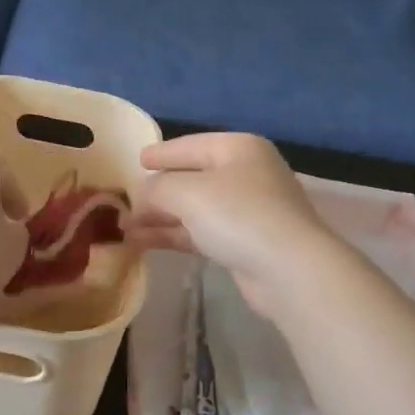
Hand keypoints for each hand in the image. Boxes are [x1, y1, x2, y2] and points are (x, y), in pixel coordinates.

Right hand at [126, 133, 339, 314]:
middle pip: (193, 177)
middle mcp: (246, 173)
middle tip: (125, 201)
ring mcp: (249, 210)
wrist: (289, 269)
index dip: (162, 153)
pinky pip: (203, 232)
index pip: (190, 145)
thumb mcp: (187, 192)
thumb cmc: (238, 215)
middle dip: (157, 192)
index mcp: (238, 148)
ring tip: (125, 228)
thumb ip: (158, 187)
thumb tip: (143, 194)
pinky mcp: (246, 242)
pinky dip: (175, 234)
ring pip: (195, 208)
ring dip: (161, 217)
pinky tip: (145, 242)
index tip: (137, 160)